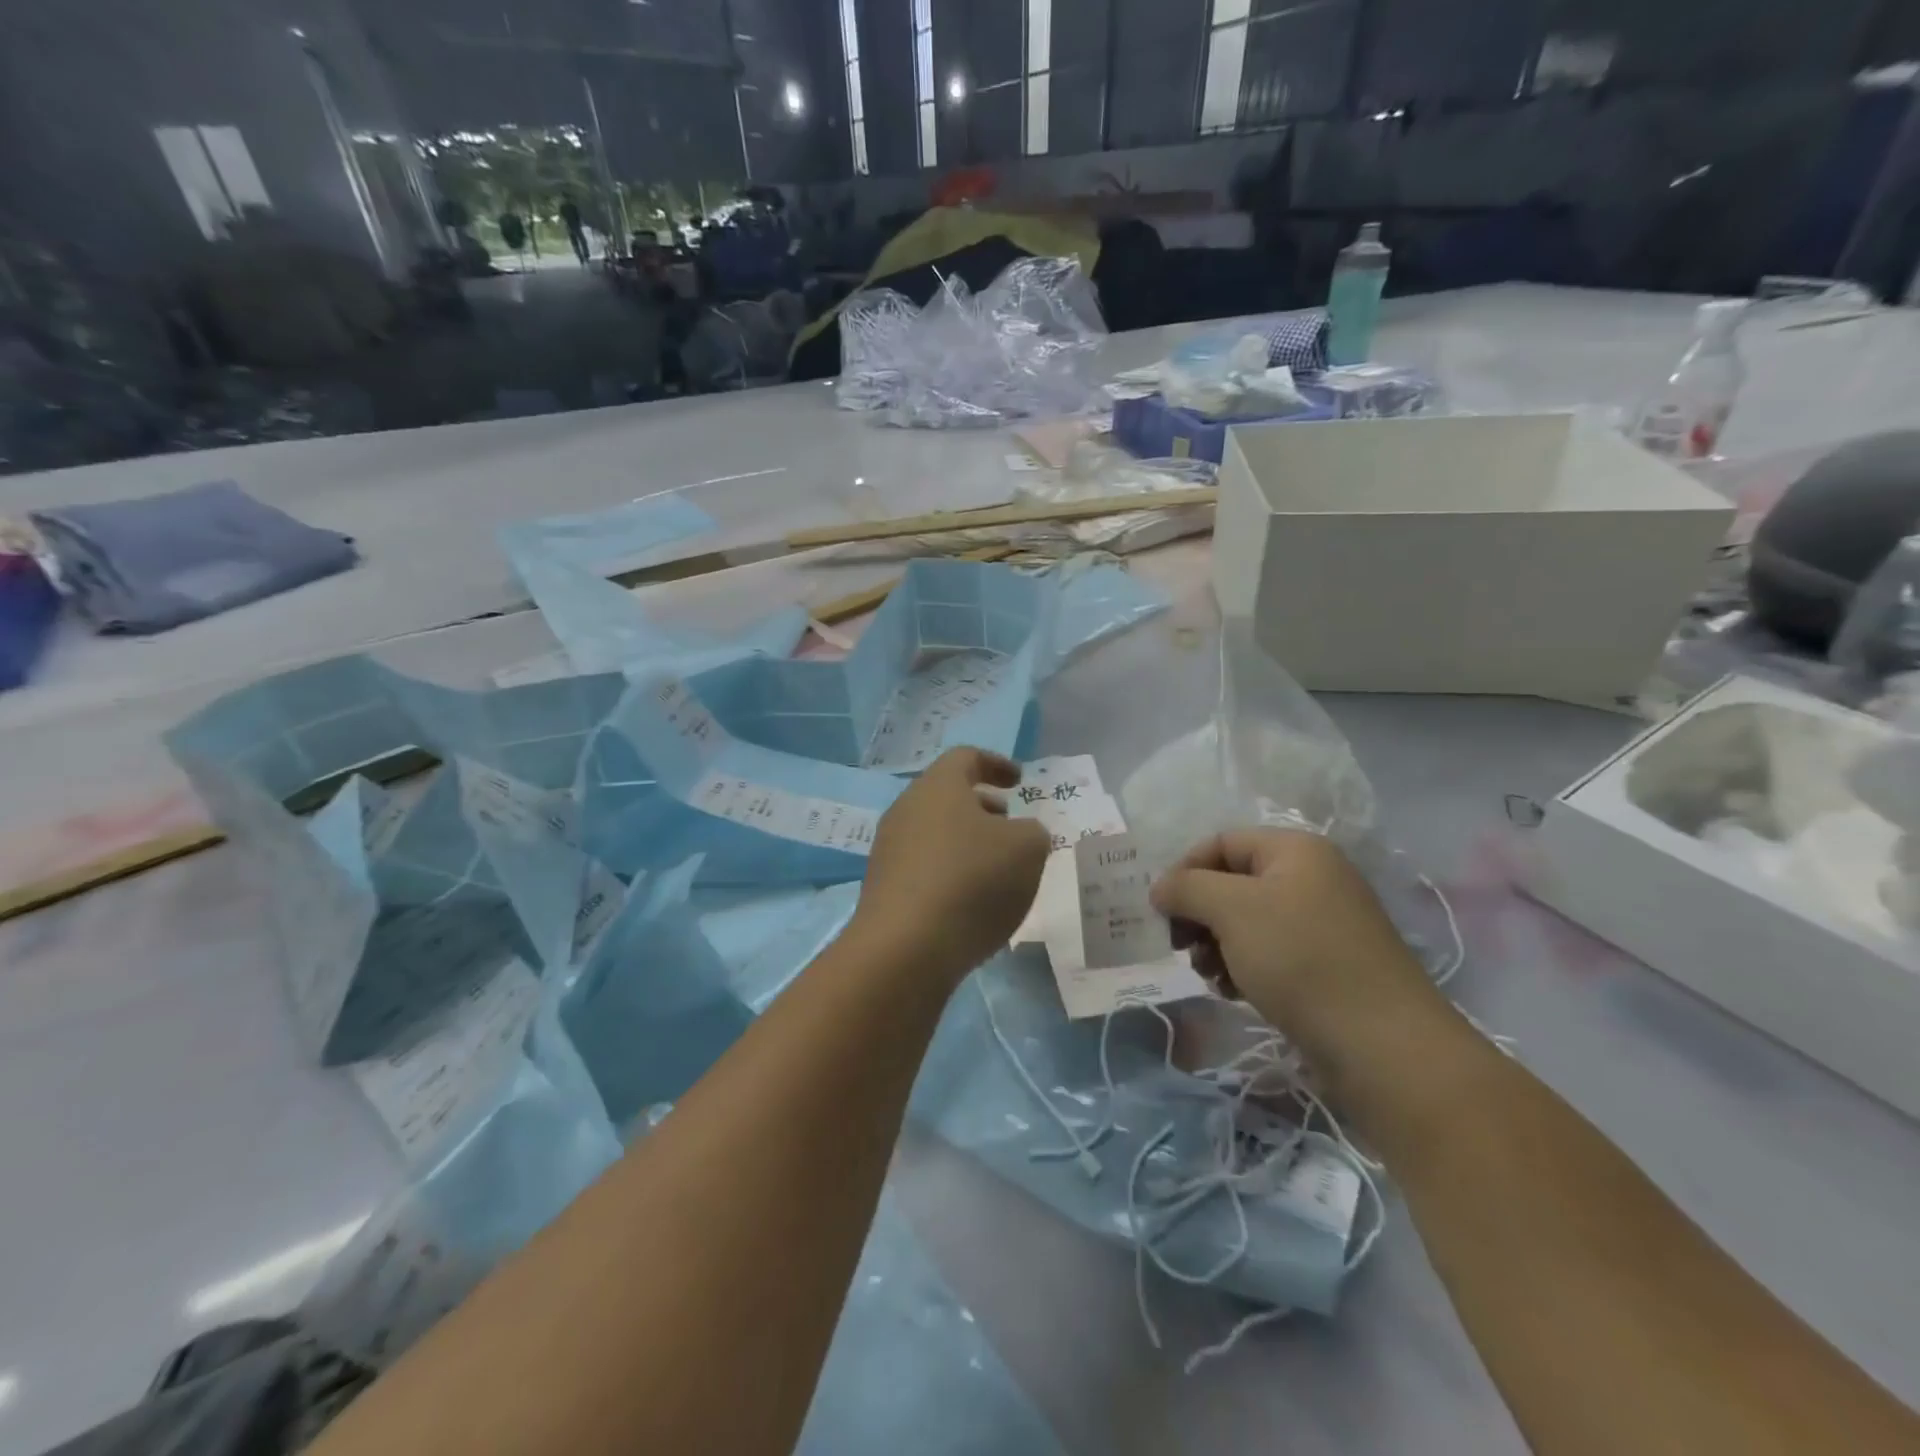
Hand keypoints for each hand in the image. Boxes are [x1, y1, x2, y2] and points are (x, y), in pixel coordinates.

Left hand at [852, 748, 1050, 984]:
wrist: (905, 948)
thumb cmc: (972, 881)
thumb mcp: (1027, 849)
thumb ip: (1032, 832)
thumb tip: (1019, 834)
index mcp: (938, 786)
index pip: (966, 757)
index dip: (997, 764)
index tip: (1019, 781)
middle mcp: (906, 809)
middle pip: (947, 796)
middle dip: (983, 807)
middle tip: (1010, 825)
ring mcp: (889, 850)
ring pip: (935, 832)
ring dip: (967, 841)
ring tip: (997, 868)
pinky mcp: (883, 888)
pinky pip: (924, 866)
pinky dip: (951, 872)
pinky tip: (971, 901)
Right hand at [1150, 828, 1450, 1091]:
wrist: (1382, 1046)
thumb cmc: (1300, 959)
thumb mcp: (1231, 910)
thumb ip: (1187, 888)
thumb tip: (1162, 888)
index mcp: (1295, 851)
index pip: (1220, 842)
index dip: (1185, 871)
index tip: (1162, 912)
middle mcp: (1311, 878)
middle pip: (1231, 883)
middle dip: (1199, 914)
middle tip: (1182, 947)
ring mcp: (1322, 924)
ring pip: (1246, 922)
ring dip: (1215, 945)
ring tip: (1209, 976)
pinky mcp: (1326, 966)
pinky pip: (1269, 952)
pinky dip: (1242, 967)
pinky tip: (1233, 992)